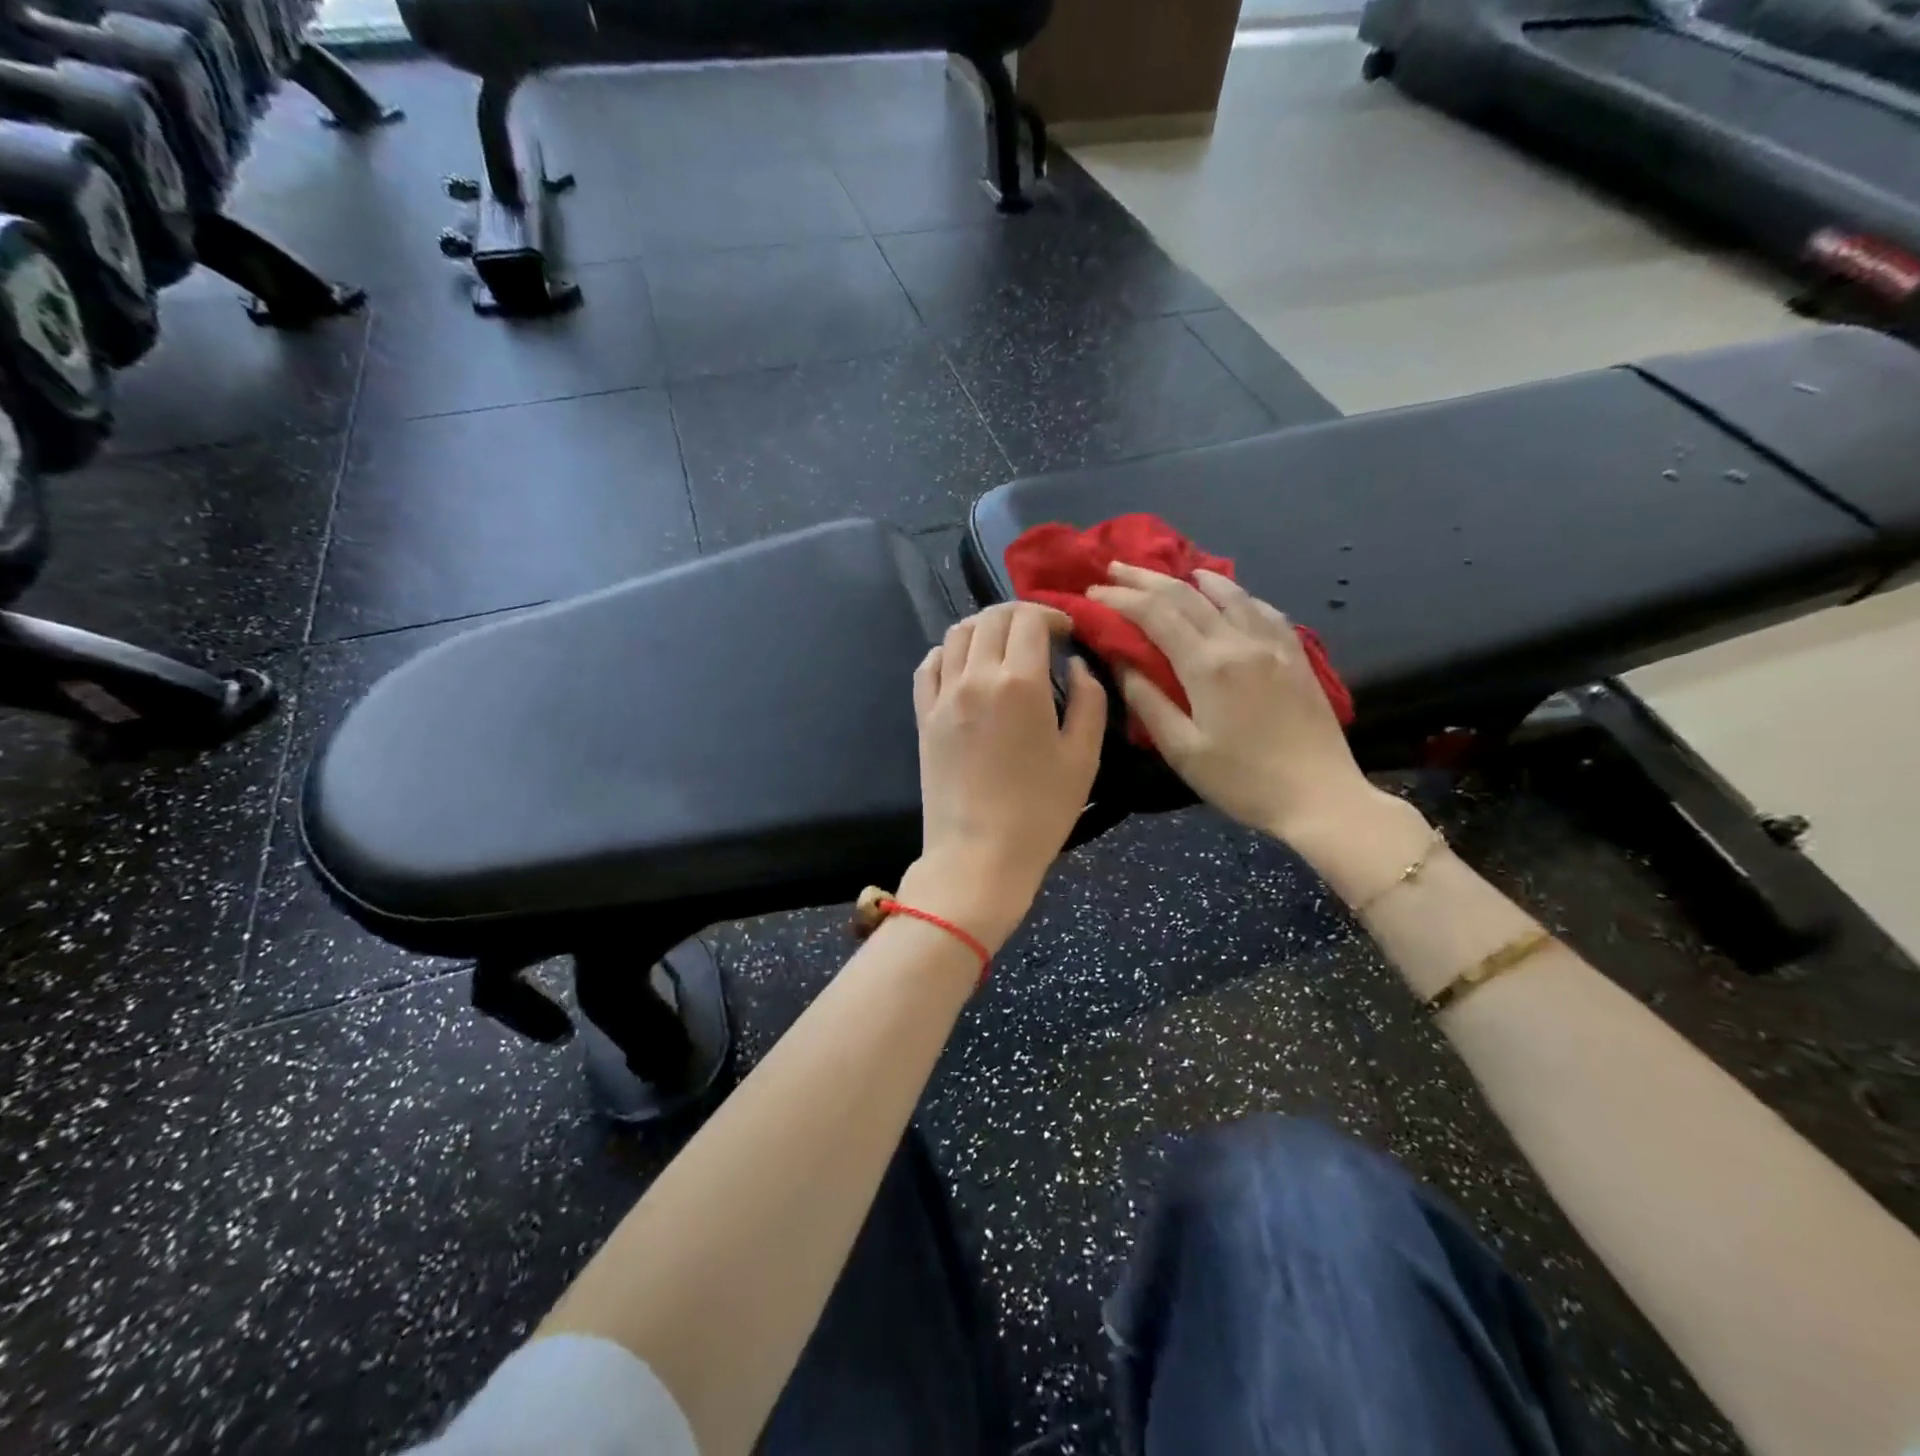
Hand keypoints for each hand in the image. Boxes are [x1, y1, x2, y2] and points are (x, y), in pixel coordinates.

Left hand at [901, 602, 1106, 952]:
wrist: (978, 855)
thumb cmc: (1040, 812)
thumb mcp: (1084, 757)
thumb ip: (1089, 701)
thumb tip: (1077, 666)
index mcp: (1020, 683)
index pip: (1029, 620)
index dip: (1052, 615)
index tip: (1067, 631)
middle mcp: (976, 677)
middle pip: (991, 619)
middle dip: (1020, 615)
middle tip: (1040, 633)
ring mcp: (944, 696)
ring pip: (957, 634)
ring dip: (984, 627)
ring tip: (1004, 644)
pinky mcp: (924, 717)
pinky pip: (929, 665)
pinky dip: (948, 652)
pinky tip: (965, 664)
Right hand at [1088, 563, 1380, 843]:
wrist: (1321, 796)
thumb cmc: (1242, 781)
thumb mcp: (1182, 750)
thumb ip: (1147, 701)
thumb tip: (1120, 661)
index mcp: (1207, 666)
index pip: (1156, 614)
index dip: (1121, 598)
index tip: (1093, 592)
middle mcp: (1240, 642)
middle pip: (1186, 595)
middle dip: (1146, 578)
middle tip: (1115, 568)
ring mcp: (1273, 644)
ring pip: (1228, 593)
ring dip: (1191, 578)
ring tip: (1169, 571)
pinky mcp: (1296, 655)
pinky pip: (1261, 609)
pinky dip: (1236, 594)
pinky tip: (1227, 594)